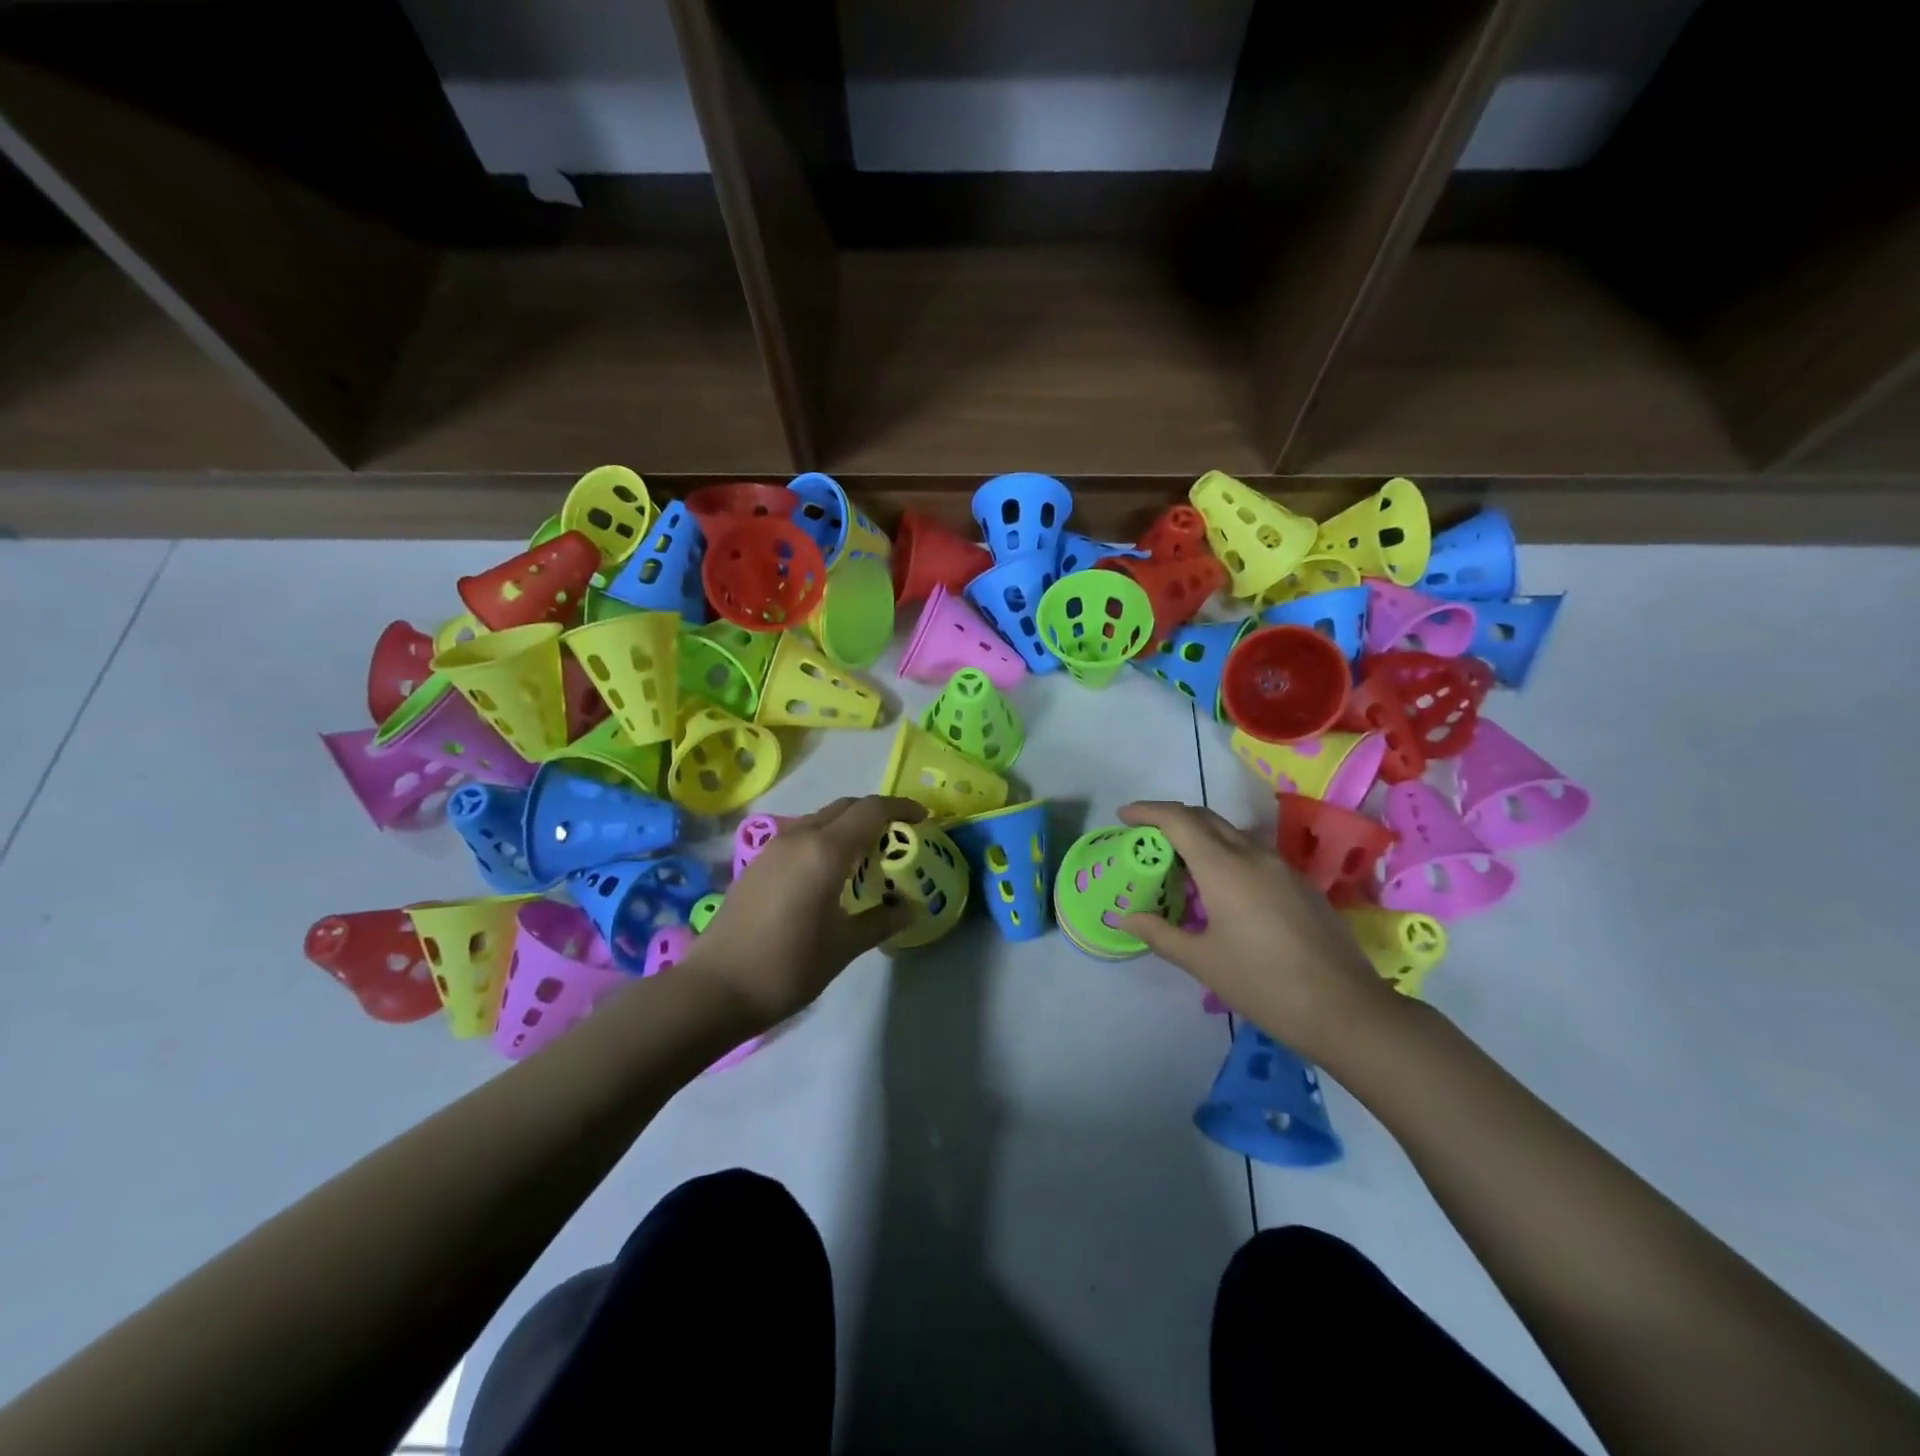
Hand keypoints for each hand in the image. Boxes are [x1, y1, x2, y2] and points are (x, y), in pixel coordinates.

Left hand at [683, 795, 925, 1027]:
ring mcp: (772, 848)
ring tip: (866, 857)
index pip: (871, 810)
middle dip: (875, 814)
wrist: (715, 988)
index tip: (923, 819)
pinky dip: (824, 840)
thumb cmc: (788, 966)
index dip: (901, 808)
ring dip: (847, 827)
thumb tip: (909, 908)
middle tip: (898, 838)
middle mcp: (798, 837)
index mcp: (825, 850)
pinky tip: (828, 874)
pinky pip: (800, 836)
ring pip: (819, 819)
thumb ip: (881, 920)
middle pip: (845, 807)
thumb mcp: (844, 946)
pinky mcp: (756, 864)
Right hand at [1116, 800, 1401, 1060]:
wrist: (1347, 1011)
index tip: (1124, 816)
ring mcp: (1282, 868)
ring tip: (1179, 867)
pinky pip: (1253, 855)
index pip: (1179, 820)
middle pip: (1206, 818)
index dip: (1148, 811)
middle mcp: (1253, 855)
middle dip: (1172, 820)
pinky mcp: (1300, 885)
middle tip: (1146, 839)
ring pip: (1232, 835)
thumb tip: (1126, 918)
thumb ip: (1160, 933)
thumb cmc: (1264, 984)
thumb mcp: (1203, 962)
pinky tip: (1220, 892)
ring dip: (1200, 839)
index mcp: (1224, 867)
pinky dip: (1225, 857)